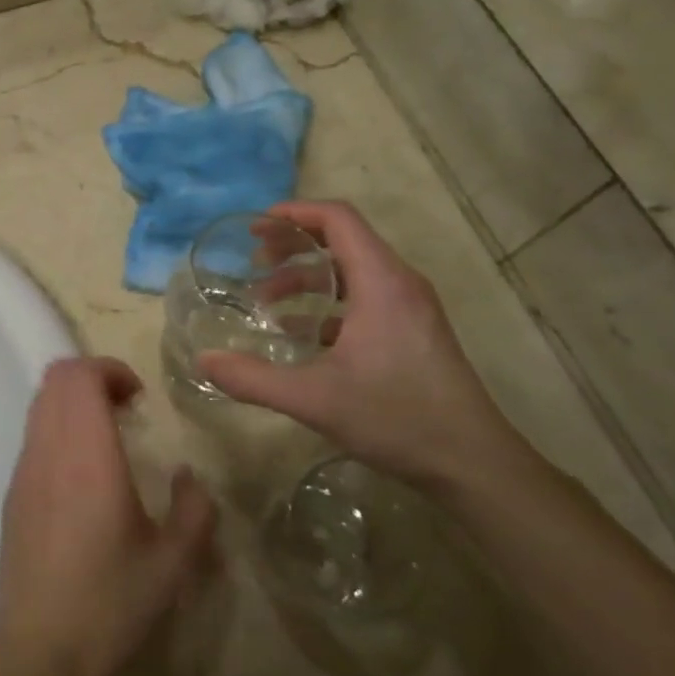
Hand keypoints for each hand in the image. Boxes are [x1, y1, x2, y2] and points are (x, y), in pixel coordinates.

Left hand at [0, 358, 215, 675]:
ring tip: (107, 436)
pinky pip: (33, 433)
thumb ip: (194, 511)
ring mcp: (24, 469)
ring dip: (73, 402)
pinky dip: (58, 426)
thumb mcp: (172, 564)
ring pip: (40, 402)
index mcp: (87, 455)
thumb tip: (188, 477)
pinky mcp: (12, 491)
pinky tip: (82, 471)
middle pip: (56, 378)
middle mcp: (48, 450)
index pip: (79, 376)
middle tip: (125, 408)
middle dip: (93, 378)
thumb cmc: (110, 604)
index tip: (139, 398)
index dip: (110, 369)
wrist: (38, 651)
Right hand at [199, 201, 525, 491]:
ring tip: (265, 301)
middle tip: (252, 262)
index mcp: (381, 282)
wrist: (471, 462)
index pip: (337, 219)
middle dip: (292, 245)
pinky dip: (326, 304)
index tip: (254, 226)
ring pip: (351, 271)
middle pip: (342, 239)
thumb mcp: (314, 399)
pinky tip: (298, 333)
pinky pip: (363, 298)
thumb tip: (203, 360)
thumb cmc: (396, 418)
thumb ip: (253, 378)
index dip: (293, 213)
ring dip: (306, 277)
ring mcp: (409, 307)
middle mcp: (398, 283)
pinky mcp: (412, 331)